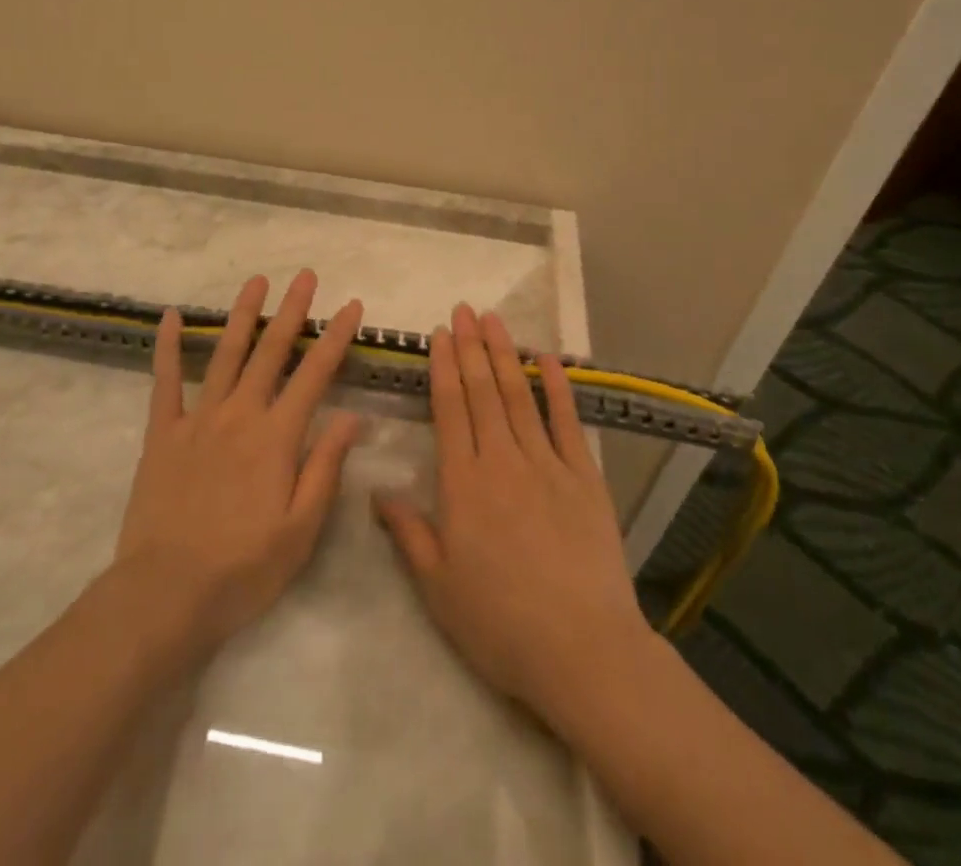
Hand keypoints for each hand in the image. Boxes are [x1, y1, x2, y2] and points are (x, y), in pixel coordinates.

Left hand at [113, 270, 362, 653]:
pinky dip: (167, 347)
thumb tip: (352, 417)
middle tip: (305, 276)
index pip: (315, 375)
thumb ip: (326, 467)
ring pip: (225, 355)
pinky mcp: (162, 433)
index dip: (336, 338)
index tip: (350, 305)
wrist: (166, 593)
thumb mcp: (301, 529)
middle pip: (271, 352)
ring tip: (256, 281)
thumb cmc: (243, 568)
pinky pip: (164, 382)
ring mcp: (198, 419)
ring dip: (243, 315)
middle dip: (292, 311)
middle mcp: (240, 415)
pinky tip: (169, 316)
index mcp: (277, 437)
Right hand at [373, 305, 650, 719]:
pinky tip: (547, 359)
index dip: (443, 367)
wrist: (582, 650)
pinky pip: (566, 422)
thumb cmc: (500, 623)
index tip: (439, 334)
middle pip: (482, 392)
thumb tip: (376, 491)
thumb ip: (408, 533)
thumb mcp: (438, 587)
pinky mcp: (584, 477)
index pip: (449, 409)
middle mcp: (502, 460)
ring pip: (519, 396)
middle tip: (463, 309)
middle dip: (470, 347)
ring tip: (493, 320)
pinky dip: (557, 387)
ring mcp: (547, 465)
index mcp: (463, 483)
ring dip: (504, 354)